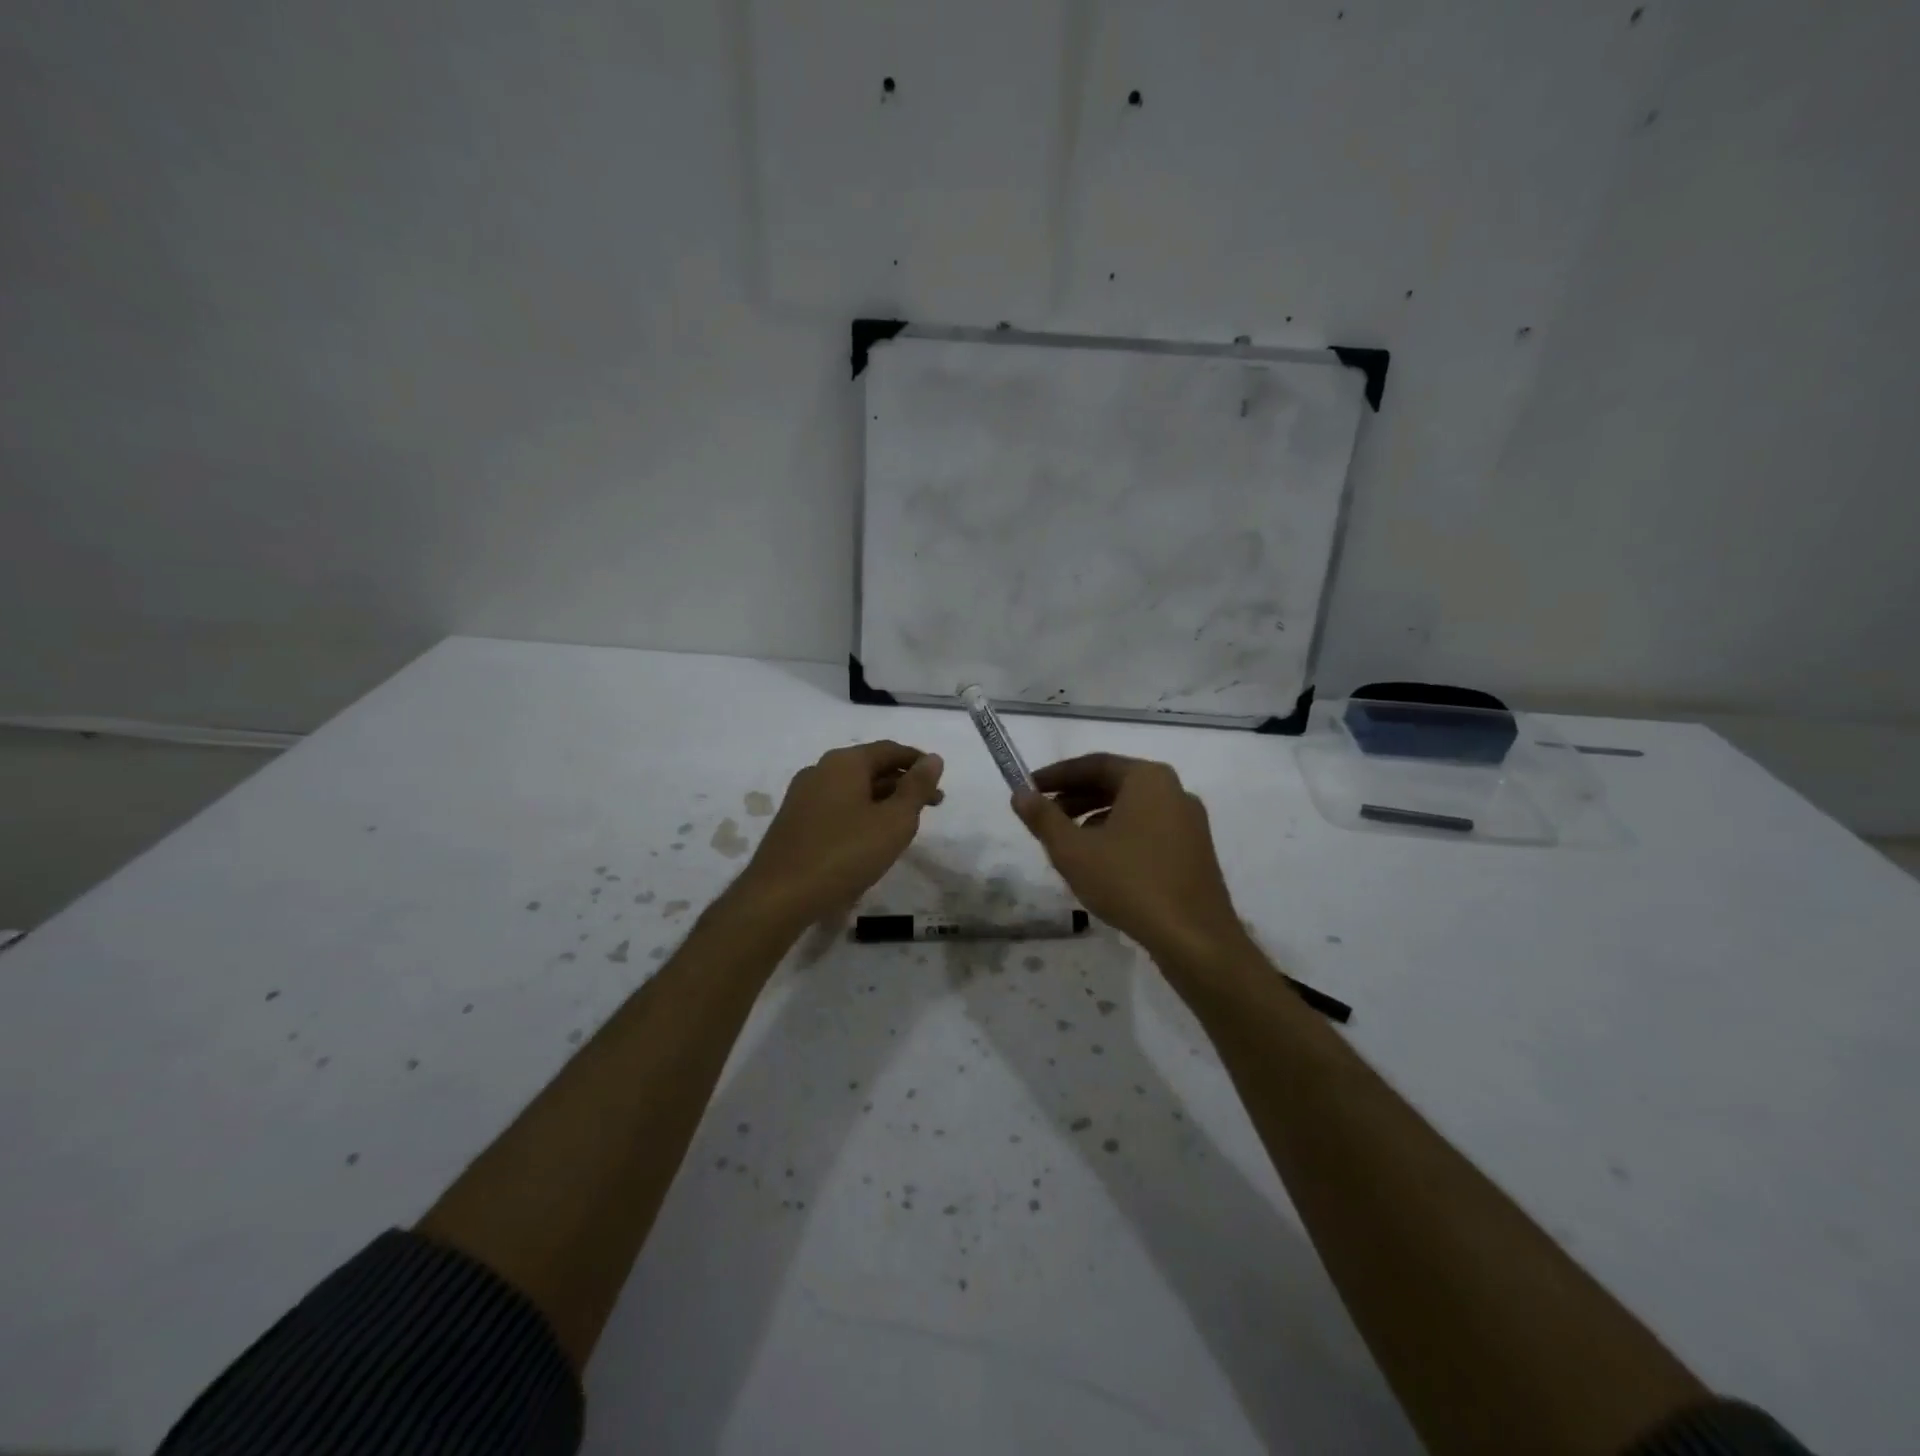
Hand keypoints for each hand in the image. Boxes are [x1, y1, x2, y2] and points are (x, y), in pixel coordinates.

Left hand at [736, 740, 944, 930]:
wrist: (779, 896)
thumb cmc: (845, 853)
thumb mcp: (894, 821)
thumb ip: (916, 788)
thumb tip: (933, 759)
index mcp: (844, 762)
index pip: (890, 750)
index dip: (918, 762)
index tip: (939, 780)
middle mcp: (820, 770)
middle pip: (871, 768)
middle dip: (903, 784)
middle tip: (933, 806)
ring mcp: (802, 796)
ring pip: (853, 790)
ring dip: (883, 801)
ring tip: (905, 825)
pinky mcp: (794, 822)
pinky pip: (837, 808)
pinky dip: (861, 814)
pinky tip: (870, 838)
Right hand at [1013, 754, 1245, 963]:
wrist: (1194, 938)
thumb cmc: (1129, 883)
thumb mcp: (1074, 851)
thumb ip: (1043, 819)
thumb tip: (1020, 794)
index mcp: (1148, 779)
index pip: (1093, 764)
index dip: (1056, 775)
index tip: (1028, 789)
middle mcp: (1174, 791)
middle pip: (1114, 783)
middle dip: (1075, 797)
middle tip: (1043, 815)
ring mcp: (1189, 821)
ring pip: (1131, 808)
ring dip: (1094, 818)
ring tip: (1067, 842)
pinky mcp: (1194, 850)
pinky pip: (1148, 829)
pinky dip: (1119, 834)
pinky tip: (1101, 863)